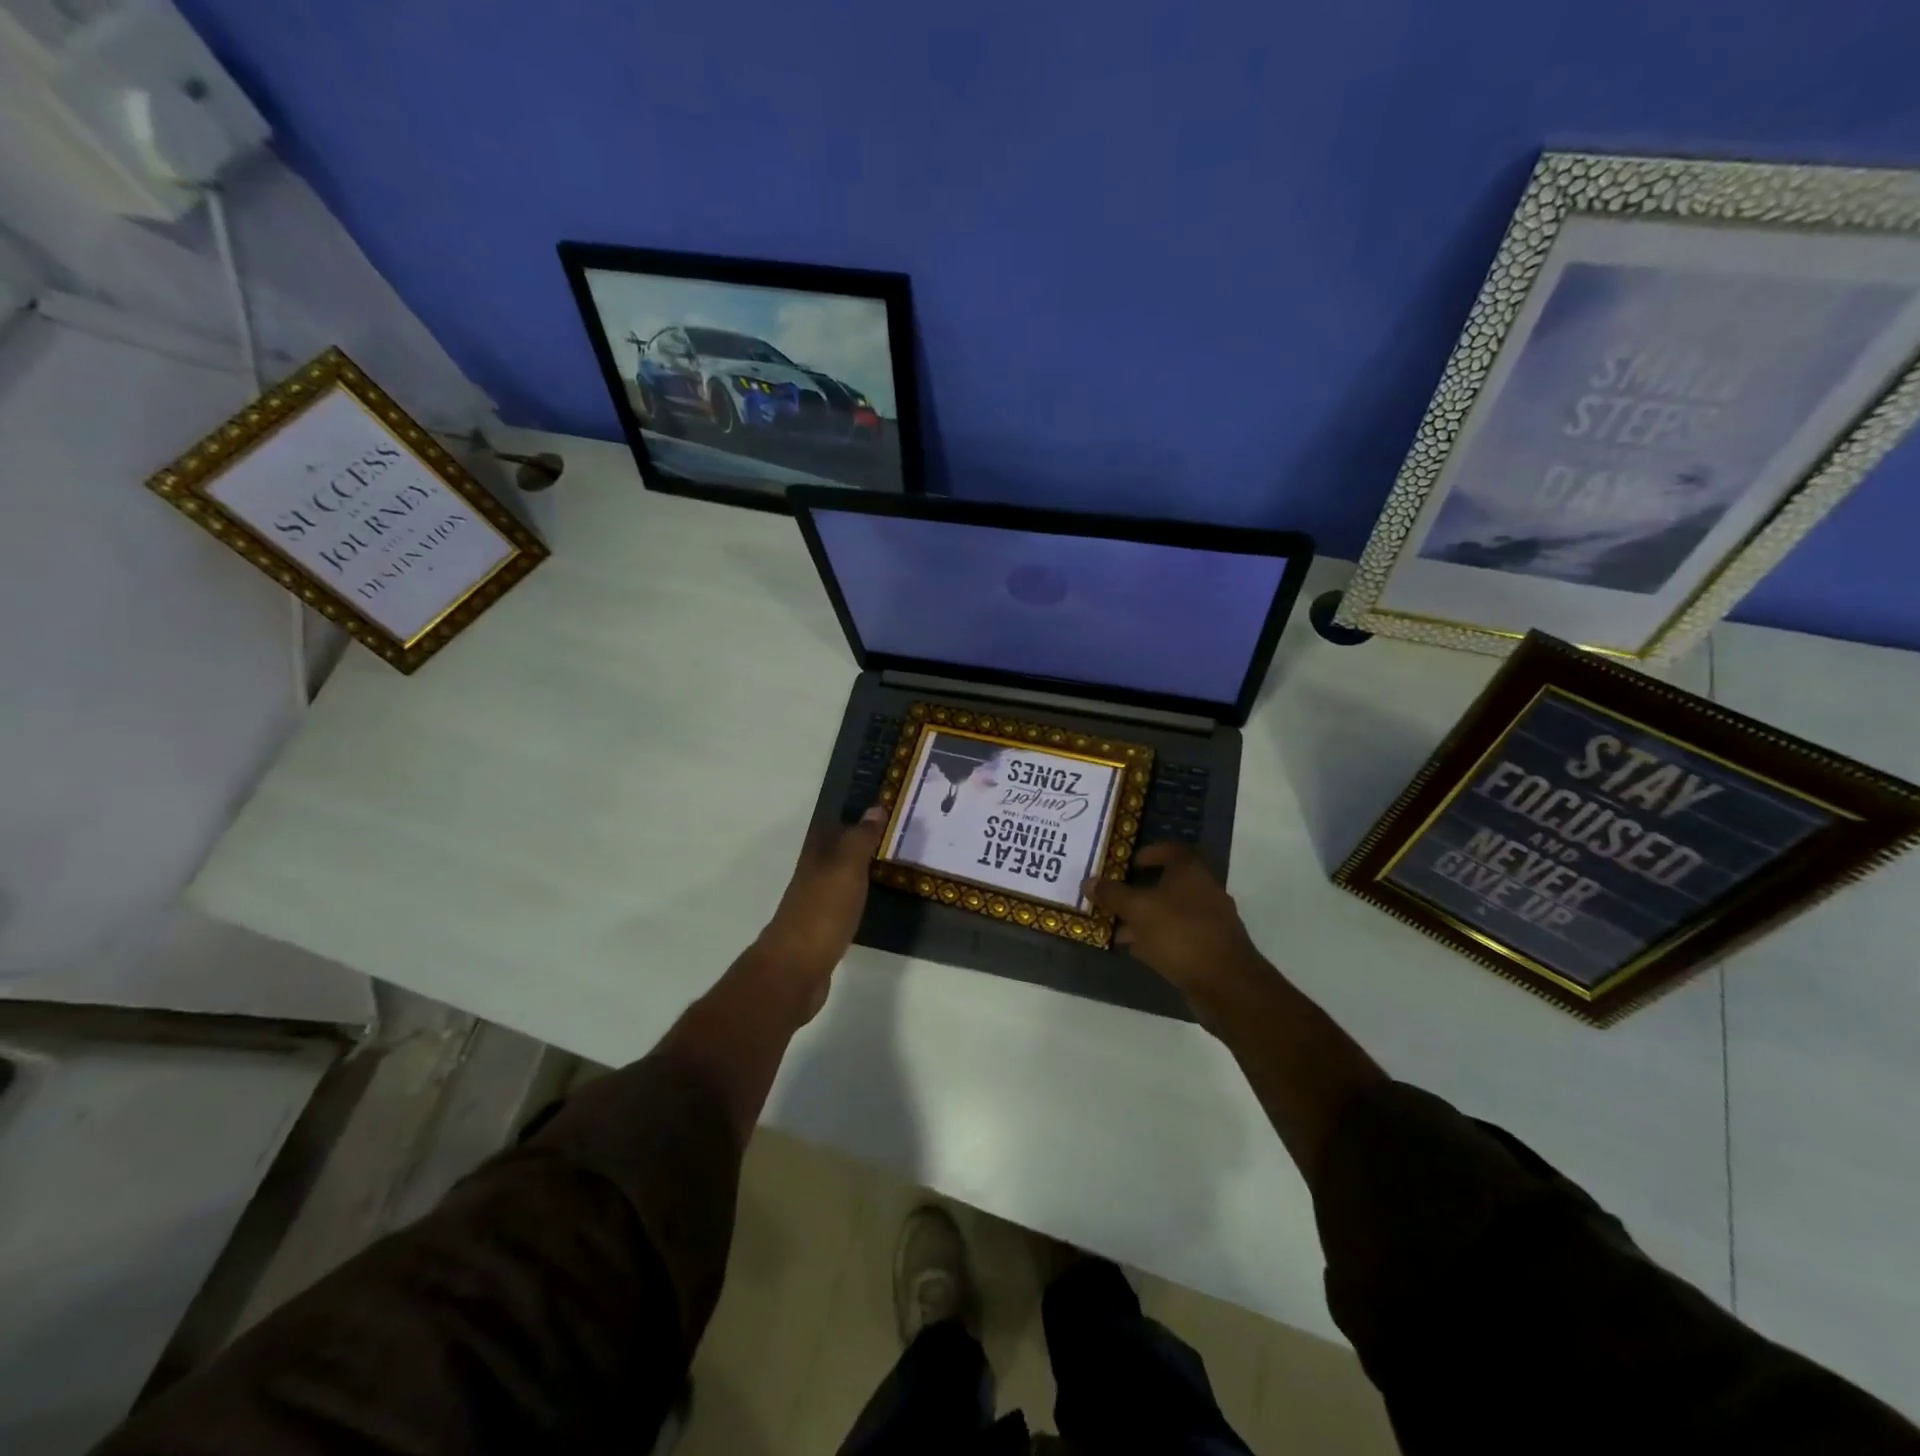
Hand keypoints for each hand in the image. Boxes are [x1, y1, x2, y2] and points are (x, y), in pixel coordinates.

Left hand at [753, 808, 885, 1019]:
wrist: (795, 971)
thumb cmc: (822, 913)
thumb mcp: (846, 869)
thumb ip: (860, 840)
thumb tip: (875, 808)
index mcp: (815, 859)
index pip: (832, 828)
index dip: (852, 818)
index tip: (880, 810)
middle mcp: (812, 878)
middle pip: (836, 854)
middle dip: (858, 844)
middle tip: (892, 838)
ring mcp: (815, 907)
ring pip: (840, 880)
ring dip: (859, 872)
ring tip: (889, 867)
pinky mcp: (822, 934)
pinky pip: (844, 907)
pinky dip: (858, 900)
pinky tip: (872, 904)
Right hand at [1085, 844, 1270, 1008]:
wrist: (1225, 984)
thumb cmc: (1180, 934)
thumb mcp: (1137, 910)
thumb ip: (1112, 894)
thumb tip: (1090, 881)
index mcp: (1191, 872)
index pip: (1171, 850)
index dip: (1149, 853)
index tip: (1128, 863)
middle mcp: (1204, 891)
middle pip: (1168, 883)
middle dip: (1139, 890)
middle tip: (1114, 898)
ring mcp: (1209, 921)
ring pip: (1170, 912)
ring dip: (1145, 917)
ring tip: (1116, 928)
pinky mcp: (1209, 947)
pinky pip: (1177, 935)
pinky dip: (1157, 938)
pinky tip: (1136, 950)